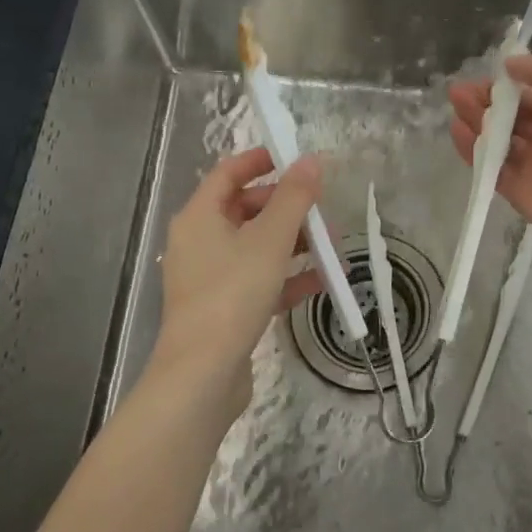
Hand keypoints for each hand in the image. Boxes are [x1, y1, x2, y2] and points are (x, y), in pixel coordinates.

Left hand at [147, 147, 322, 422]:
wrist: (202, 374)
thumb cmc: (233, 293)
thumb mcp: (270, 240)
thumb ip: (294, 197)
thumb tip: (311, 160)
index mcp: (199, 217)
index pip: (228, 173)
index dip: (261, 160)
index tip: (296, 157)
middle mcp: (199, 242)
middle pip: (245, 210)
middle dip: (286, 207)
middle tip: (321, 206)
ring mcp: (210, 278)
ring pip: (256, 247)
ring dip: (293, 243)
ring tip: (332, 244)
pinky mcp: (224, 309)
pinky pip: (259, 280)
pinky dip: (287, 277)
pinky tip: (322, 280)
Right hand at [448, 50, 531, 264]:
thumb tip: (510, 64)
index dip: (507, 86)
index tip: (482, 77)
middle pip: (512, 118)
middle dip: (486, 103)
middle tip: (458, 92)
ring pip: (499, 142)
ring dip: (477, 124)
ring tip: (455, 108)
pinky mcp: (520, 193)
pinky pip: (492, 169)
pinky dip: (473, 152)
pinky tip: (458, 133)